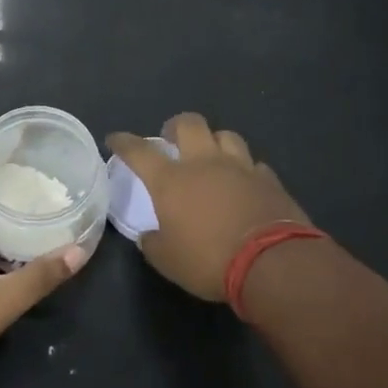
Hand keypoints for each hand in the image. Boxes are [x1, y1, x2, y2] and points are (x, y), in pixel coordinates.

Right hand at [105, 113, 309, 301]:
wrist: (273, 263)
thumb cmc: (209, 261)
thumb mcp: (167, 260)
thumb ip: (153, 242)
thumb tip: (150, 235)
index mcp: (171, 180)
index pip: (139, 150)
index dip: (124, 142)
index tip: (115, 139)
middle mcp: (204, 163)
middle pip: (189, 123)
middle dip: (175, 126)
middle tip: (171, 139)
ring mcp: (240, 167)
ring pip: (226, 135)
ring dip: (214, 141)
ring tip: (211, 156)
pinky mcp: (269, 180)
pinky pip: (253, 164)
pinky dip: (244, 169)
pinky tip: (244, 182)